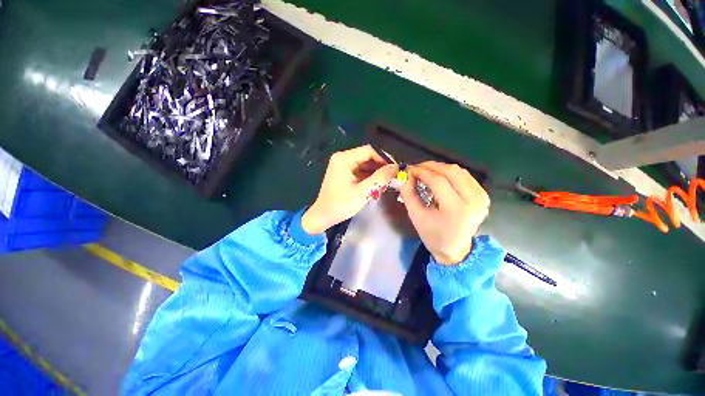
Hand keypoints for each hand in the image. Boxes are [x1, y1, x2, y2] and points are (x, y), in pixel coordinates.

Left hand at [301, 145, 396, 233]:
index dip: (384, 158)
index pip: (369, 151)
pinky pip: (359, 171)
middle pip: (367, 157)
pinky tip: (376, 185)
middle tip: (391, 178)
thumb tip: (395, 167)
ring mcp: (342, 165)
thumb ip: (380, 178)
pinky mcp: (343, 173)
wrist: (323, 216)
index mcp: (344, 159)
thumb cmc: (341, 204)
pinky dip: (368, 177)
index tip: (394, 170)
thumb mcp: (363, 192)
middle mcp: (342, 158)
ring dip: (375, 173)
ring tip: (385, 183)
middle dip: (380, 167)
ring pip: (364, 164)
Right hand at [400, 161, 489, 264]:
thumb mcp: (416, 216)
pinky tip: (439, 177)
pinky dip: (450, 173)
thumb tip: (405, 175)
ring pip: (459, 171)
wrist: (455, 249)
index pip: (438, 181)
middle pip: (451, 172)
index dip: (422, 172)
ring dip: (440, 168)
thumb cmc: (433, 235)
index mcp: (456, 210)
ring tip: (426, 172)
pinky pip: (465, 176)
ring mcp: (482, 197)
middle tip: (417, 168)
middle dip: (431, 166)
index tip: (409, 169)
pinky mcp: (484, 195)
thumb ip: (408, 194)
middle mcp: (474, 201)